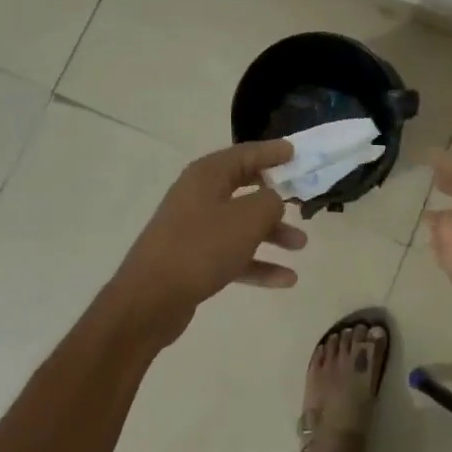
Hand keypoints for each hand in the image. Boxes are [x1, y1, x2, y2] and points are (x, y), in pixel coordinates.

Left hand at [110, 139, 305, 343]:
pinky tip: (286, 280)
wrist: (150, 299)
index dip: (272, 152)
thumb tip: (274, 200)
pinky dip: (258, 263)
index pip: (246, 154)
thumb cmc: (202, 247)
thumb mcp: (247, 218)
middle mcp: (199, 195)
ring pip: (241, 225)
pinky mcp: (194, 259)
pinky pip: (233, 254)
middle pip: (245, 188)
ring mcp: (194, 228)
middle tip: (301, 198)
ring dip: (272, 234)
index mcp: (207, 175)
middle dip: (275, 197)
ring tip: (301, 245)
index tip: (295, 153)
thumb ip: (270, 202)